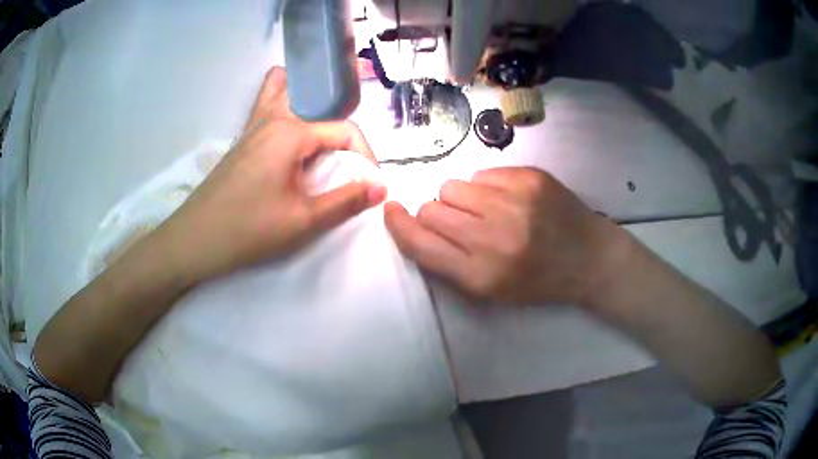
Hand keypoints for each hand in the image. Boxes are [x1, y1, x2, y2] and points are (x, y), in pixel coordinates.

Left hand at [156, 67, 385, 283]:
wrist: (195, 240)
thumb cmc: (248, 230)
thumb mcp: (303, 220)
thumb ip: (346, 201)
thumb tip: (381, 188)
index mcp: (291, 131)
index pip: (345, 130)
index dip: (365, 156)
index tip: (370, 186)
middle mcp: (274, 117)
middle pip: (321, 105)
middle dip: (343, 130)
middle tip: (348, 164)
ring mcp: (254, 124)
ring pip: (288, 90)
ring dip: (312, 105)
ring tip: (322, 135)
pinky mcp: (243, 137)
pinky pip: (267, 103)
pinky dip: (285, 103)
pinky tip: (291, 131)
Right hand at [384, 167, 627, 305]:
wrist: (590, 258)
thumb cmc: (539, 281)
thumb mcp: (491, 290)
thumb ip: (449, 262)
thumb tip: (416, 224)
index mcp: (481, 275)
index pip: (420, 243)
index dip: (399, 225)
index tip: (392, 211)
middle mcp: (493, 237)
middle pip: (432, 208)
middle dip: (437, 214)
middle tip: (461, 223)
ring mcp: (513, 202)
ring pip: (453, 186)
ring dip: (461, 199)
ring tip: (487, 211)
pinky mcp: (529, 178)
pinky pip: (482, 174)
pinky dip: (486, 187)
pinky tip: (509, 200)